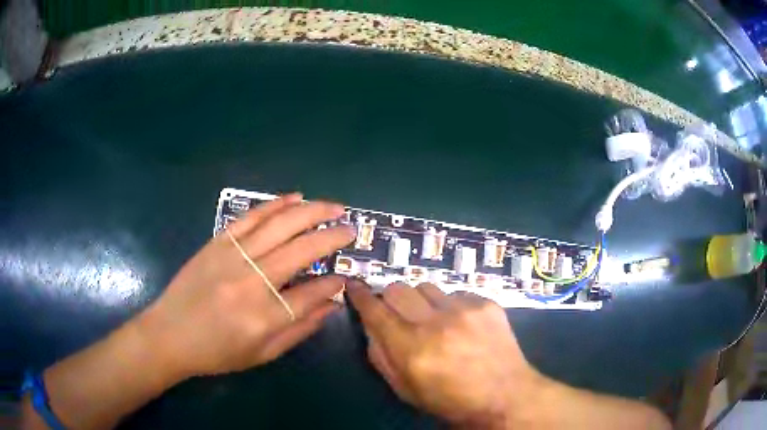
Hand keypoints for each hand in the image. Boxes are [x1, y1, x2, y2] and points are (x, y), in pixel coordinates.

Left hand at [138, 193, 354, 378]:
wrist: (169, 335)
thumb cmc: (216, 353)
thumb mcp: (262, 354)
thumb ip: (299, 330)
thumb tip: (331, 303)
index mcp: (265, 317)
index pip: (313, 293)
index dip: (334, 283)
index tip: (345, 277)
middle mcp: (252, 282)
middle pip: (302, 250)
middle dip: (333, 237)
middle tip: (352, 229)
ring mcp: (233, 257)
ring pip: (280, 225)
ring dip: (312, 212)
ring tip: (335, 207)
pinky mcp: (217, 242)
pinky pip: (251, 217)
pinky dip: (275, 204)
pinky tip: (295, 197)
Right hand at [347, 280, 540, 427]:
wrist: (504, 394)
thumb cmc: (450, 400)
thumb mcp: (405, 390)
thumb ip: (381, 356)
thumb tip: (370, 325)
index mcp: (412, 349)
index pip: (375, 311)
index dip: (360, 295)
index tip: (354, 285)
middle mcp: (436, 323)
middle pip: (398, 288)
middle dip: (390, 297)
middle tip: (398, 312)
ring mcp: (464, 310)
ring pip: (426, 286)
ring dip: (421, 301)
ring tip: (433, 320)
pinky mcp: (486, 303)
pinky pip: (455, 293)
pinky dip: (450, 305)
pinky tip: (460, 324)